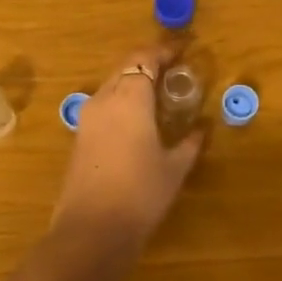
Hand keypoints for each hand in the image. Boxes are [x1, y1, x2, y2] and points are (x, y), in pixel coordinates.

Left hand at [51, 46, 203, 251]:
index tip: (181, 52)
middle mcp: (104, 99)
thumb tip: (202, 127)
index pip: (144, 58)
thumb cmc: (141, 194)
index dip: (162, 51)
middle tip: (172, 72)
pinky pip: (103, 104)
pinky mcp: (79, 136)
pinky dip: (121, 100)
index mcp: (130, 98)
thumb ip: (189, 142)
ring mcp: (87, 117)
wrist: (92, 229)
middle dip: (147, 63)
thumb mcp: (174, 168)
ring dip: (132, 81)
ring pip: (111, 84)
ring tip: (157, 95)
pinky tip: (137, 120)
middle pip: (124, 66)